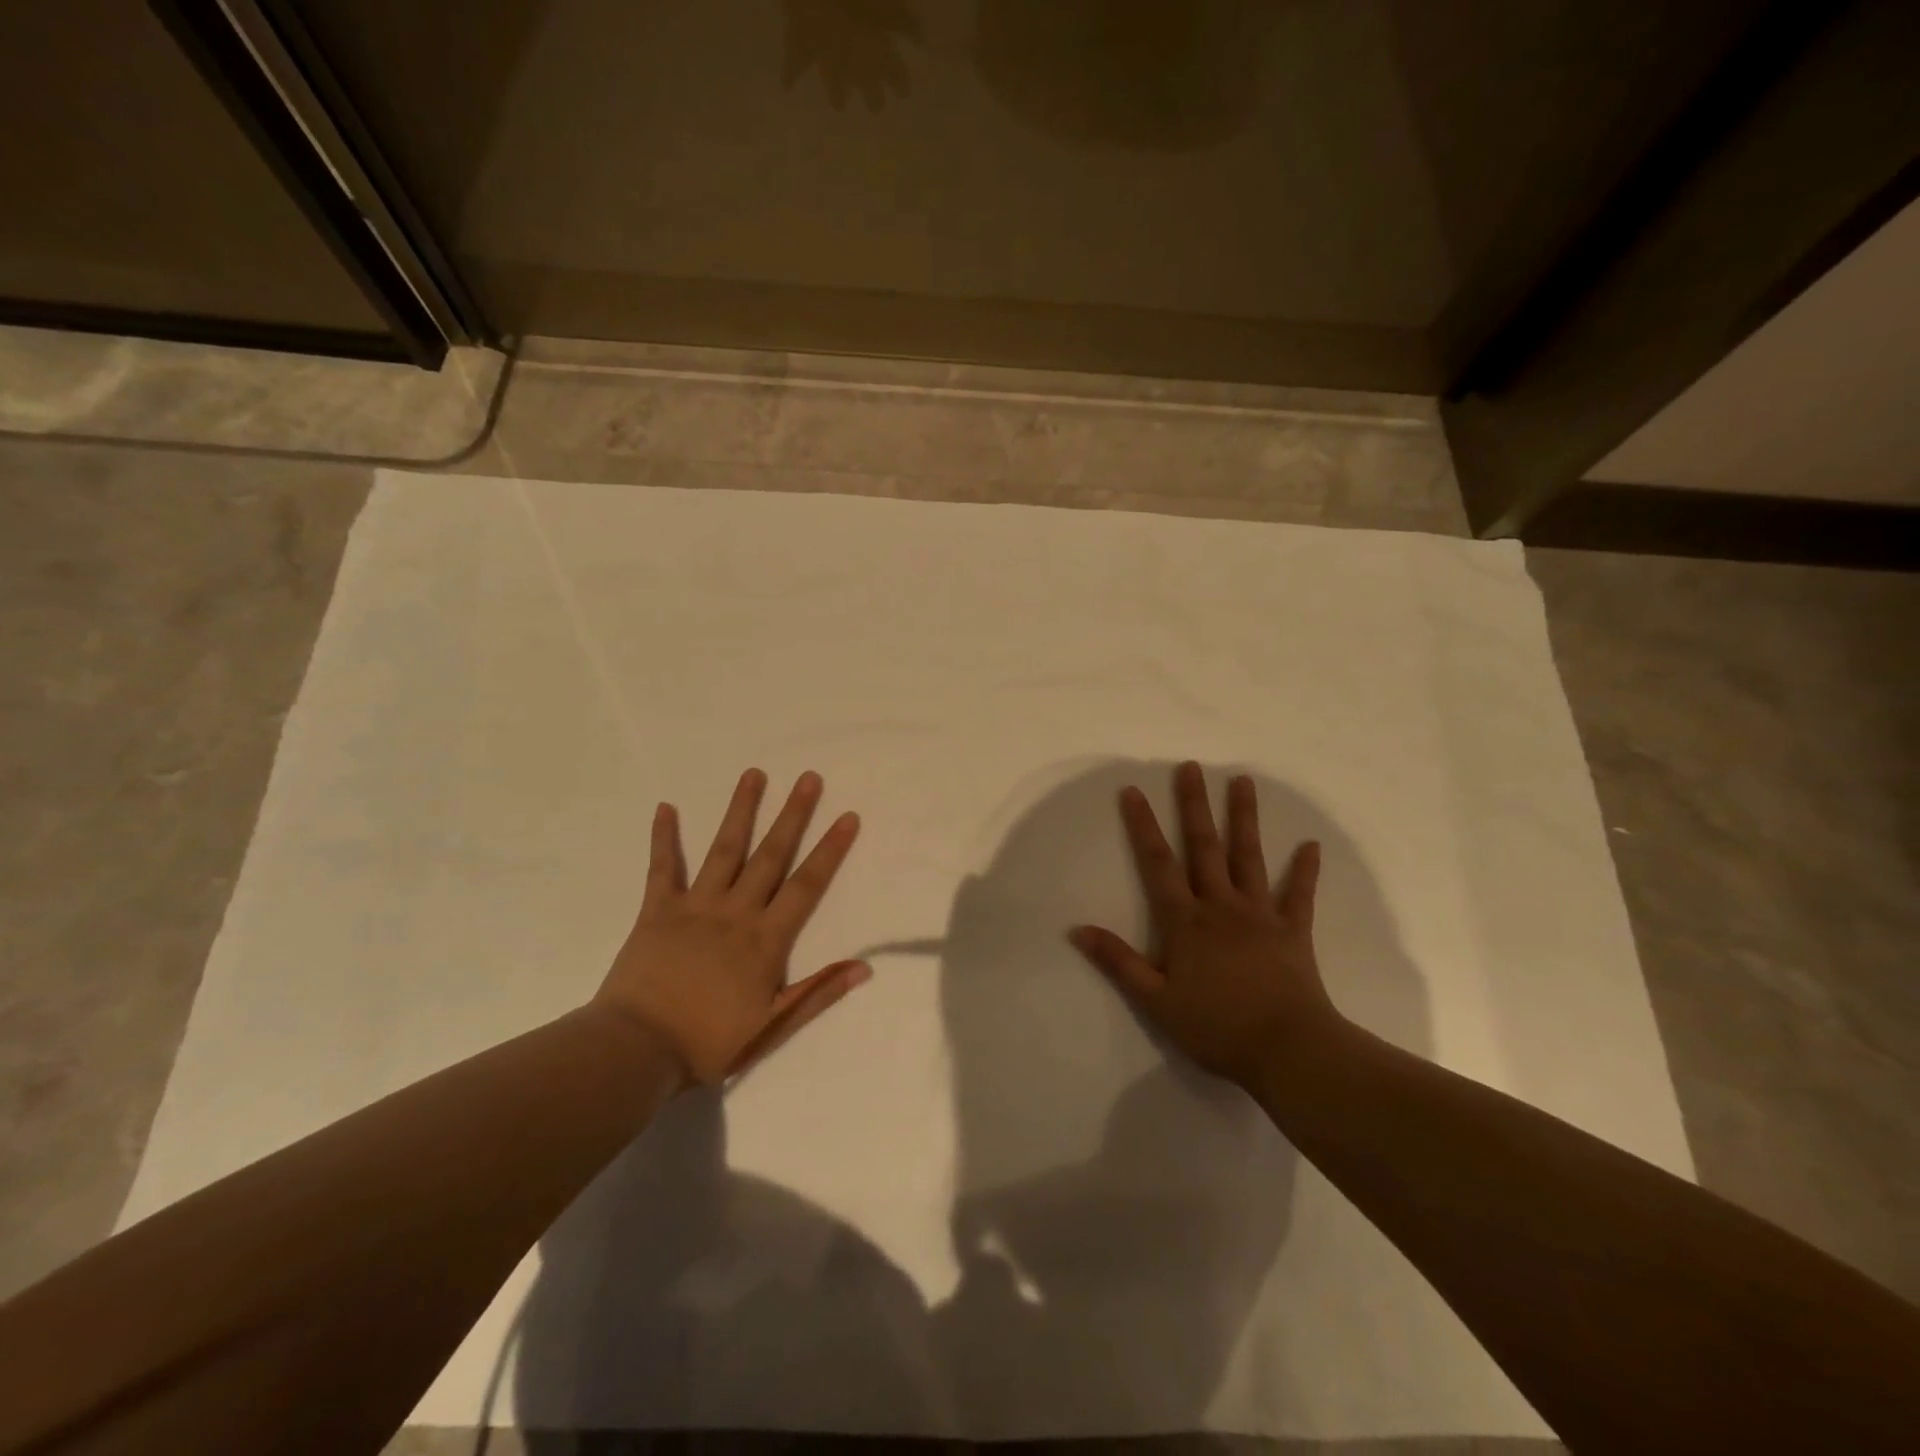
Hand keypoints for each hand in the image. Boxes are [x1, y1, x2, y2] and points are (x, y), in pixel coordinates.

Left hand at [594, 768, 867, 1086]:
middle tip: (809, 777)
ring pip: (724, 849)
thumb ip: (818, 993)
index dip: (830, 851)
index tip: (847, 817)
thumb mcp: (773, 1026)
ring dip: (741, 810)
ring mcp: (695, 906)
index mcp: (766, 939)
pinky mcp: (657, 910)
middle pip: (771, 855)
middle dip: (793, 815)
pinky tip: (666, 806)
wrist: (636, 1051)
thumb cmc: (709, 1042)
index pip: (806, 886)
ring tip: (754, 774)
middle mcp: (735, 911)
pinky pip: (662, 868)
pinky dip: (664, 837)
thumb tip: (864, 967)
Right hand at [1070, 761, 1340, 1089]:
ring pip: (1249, 857)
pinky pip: (1300, 894)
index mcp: (1186, 921)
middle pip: (1205, 847)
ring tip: (1243, 781)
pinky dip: (1305, 870)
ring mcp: (1261, 914)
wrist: (1288, 1051)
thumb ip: (1118, 962)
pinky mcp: (1293, 930)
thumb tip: (1077, 930)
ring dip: (1245, 818)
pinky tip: (1311, 845)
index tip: (1133, 790)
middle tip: (1191, 767)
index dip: (1143, 826)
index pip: (1158, 863)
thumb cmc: (1216, 1027)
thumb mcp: (1155, 1000)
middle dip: (1195, 805)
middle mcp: (1221, 906)